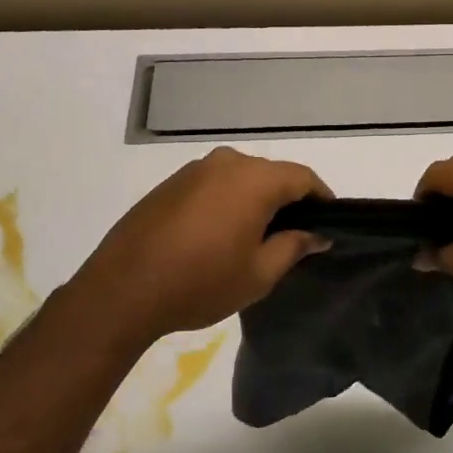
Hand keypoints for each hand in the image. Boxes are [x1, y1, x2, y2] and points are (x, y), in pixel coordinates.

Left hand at [69, 147, 330, 343]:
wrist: (123, 289)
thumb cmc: (201, 282)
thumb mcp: (259, 273)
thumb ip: (294, 246)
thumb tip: (317, 234)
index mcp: (254, 180)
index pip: (302, 177)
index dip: (321, 198)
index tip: (329, 223)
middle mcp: (226, 163)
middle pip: (271, 174)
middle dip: (288, 200)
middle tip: (294, 236)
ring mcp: (194, 170)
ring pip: (240, 178)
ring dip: (255, 200)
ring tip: (256, 238)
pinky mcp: (170, 183)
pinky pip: (213, 185)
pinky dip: (227, 202)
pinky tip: (219, 234)